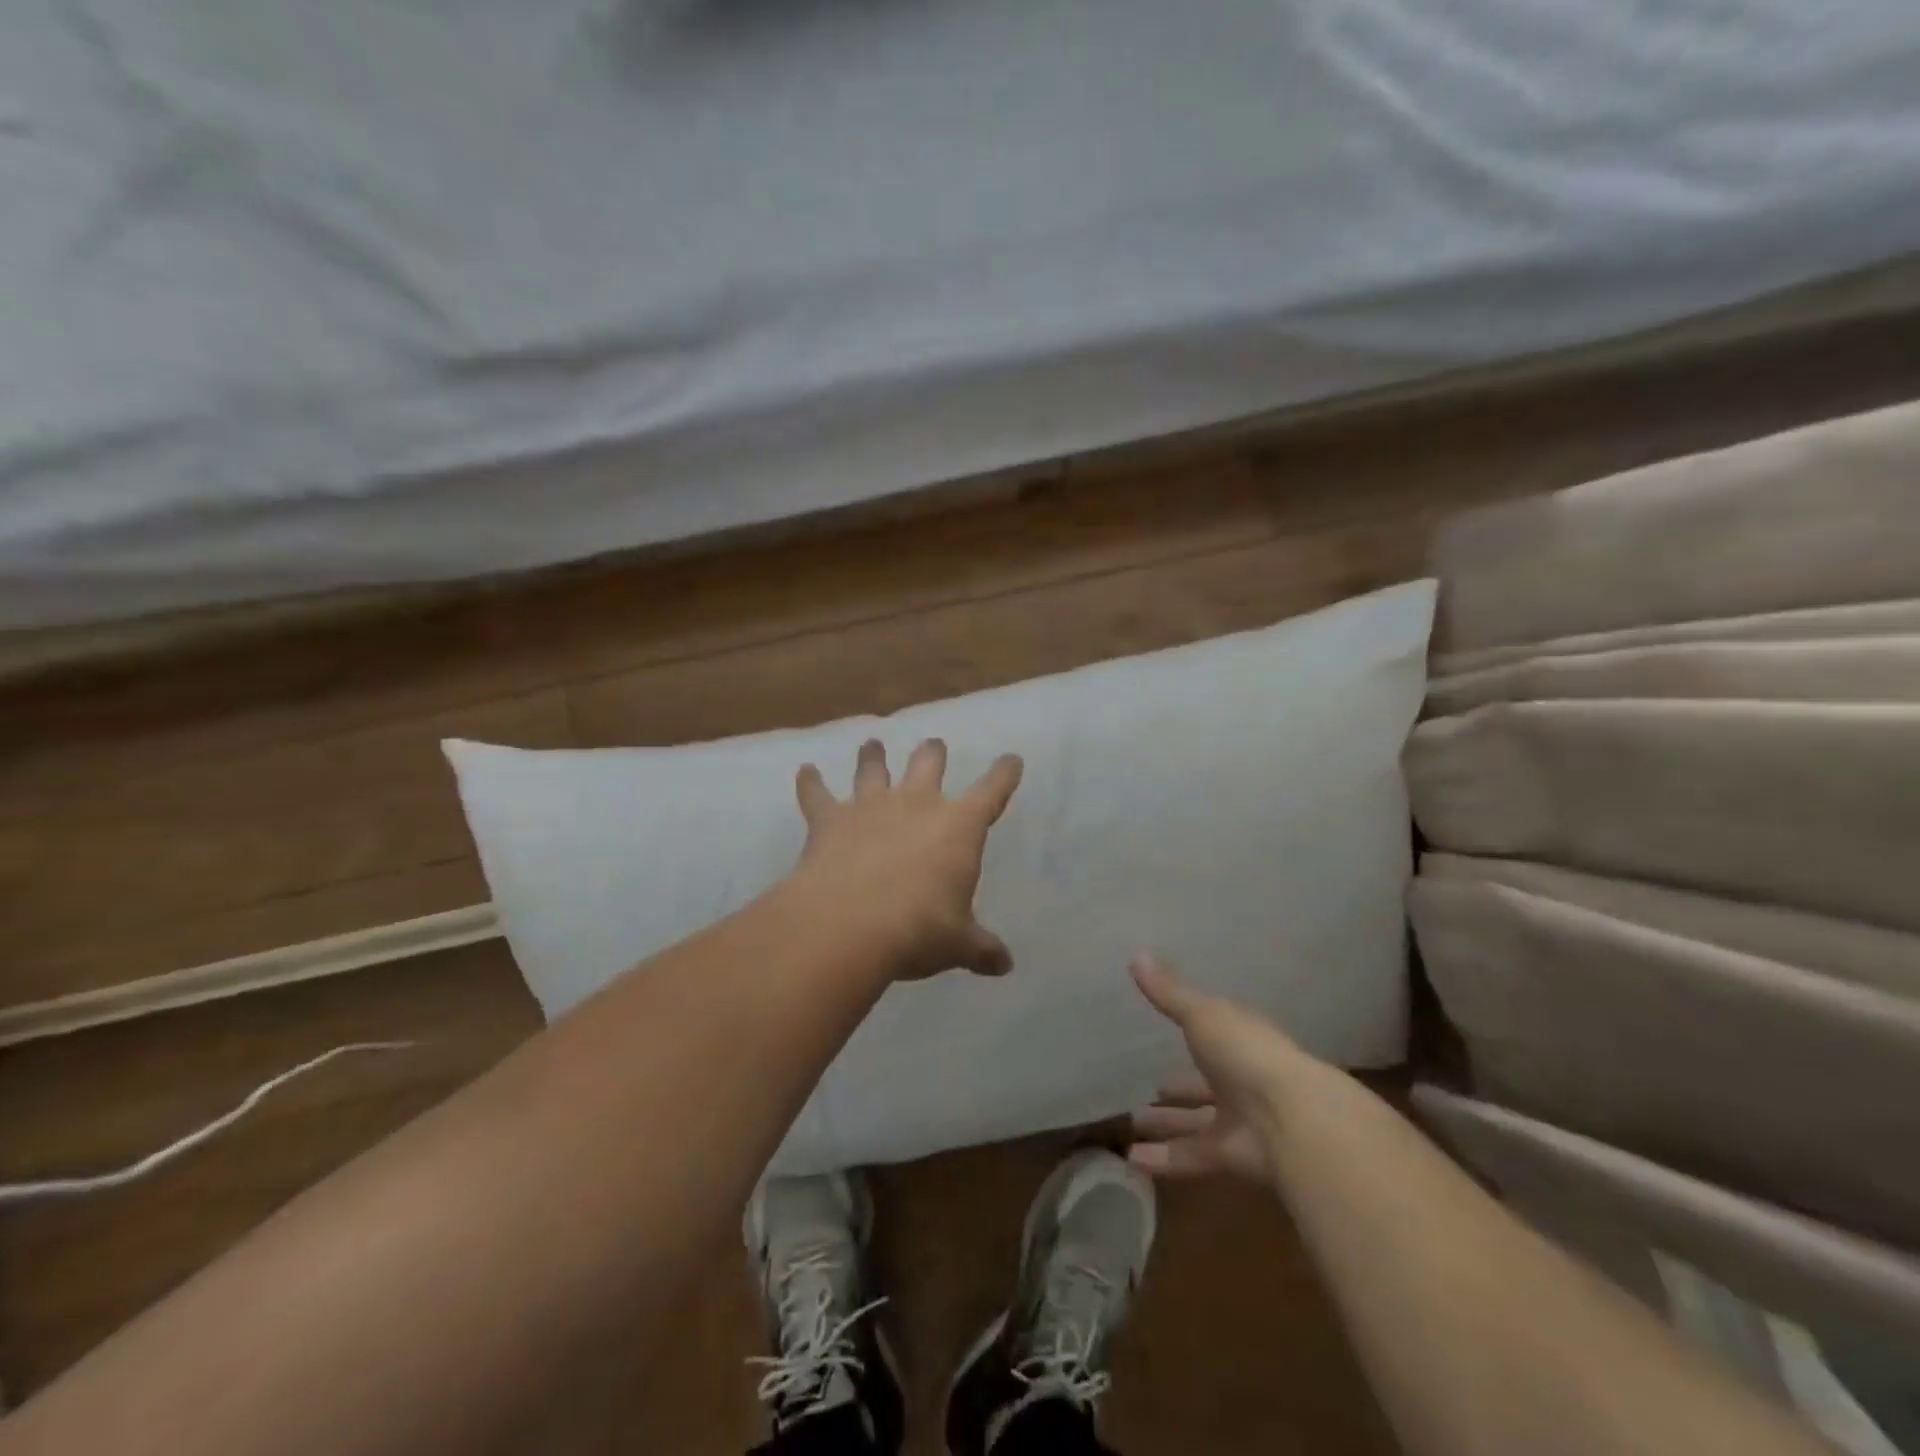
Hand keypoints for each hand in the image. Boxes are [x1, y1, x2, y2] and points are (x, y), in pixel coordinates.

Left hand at [792, 738, 1022, 980]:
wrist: (848, 925)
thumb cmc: (918, 929)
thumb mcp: (958, 944)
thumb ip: (981, 949)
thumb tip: (1005, 965)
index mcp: (958, 827)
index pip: (991, 791)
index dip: (1004, 774)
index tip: (1011, 760)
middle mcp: (916, 804)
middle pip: (928, 763)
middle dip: (934, 752)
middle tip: (934, 745)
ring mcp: (870, 806)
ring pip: (873, 768)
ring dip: (873, 756)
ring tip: (872, 744)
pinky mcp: (830, 820)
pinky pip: (817, 794)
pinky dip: (810, 782)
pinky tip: (805, 771)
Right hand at [1127, 954, 1317, 1182]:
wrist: (1291, 1118)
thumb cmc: (1245, 1053)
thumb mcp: (1202, 1014)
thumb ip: (1168, 992)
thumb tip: (1136, 954)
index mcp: (1240, 1041)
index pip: (1216, 1034)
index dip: (1195, 1032)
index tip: (1170, 1032)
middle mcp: (1243, 1080)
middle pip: (1206, 1085)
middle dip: (1180, 1089)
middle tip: (1151, 1092)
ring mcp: (1241, 1121)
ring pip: (1197, 1123)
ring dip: (1167, 1125)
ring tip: (1132, 1127)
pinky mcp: (1233, 1157)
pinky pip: (1192, 1156)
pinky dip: (1164, 1159)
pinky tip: (1132, 1160)